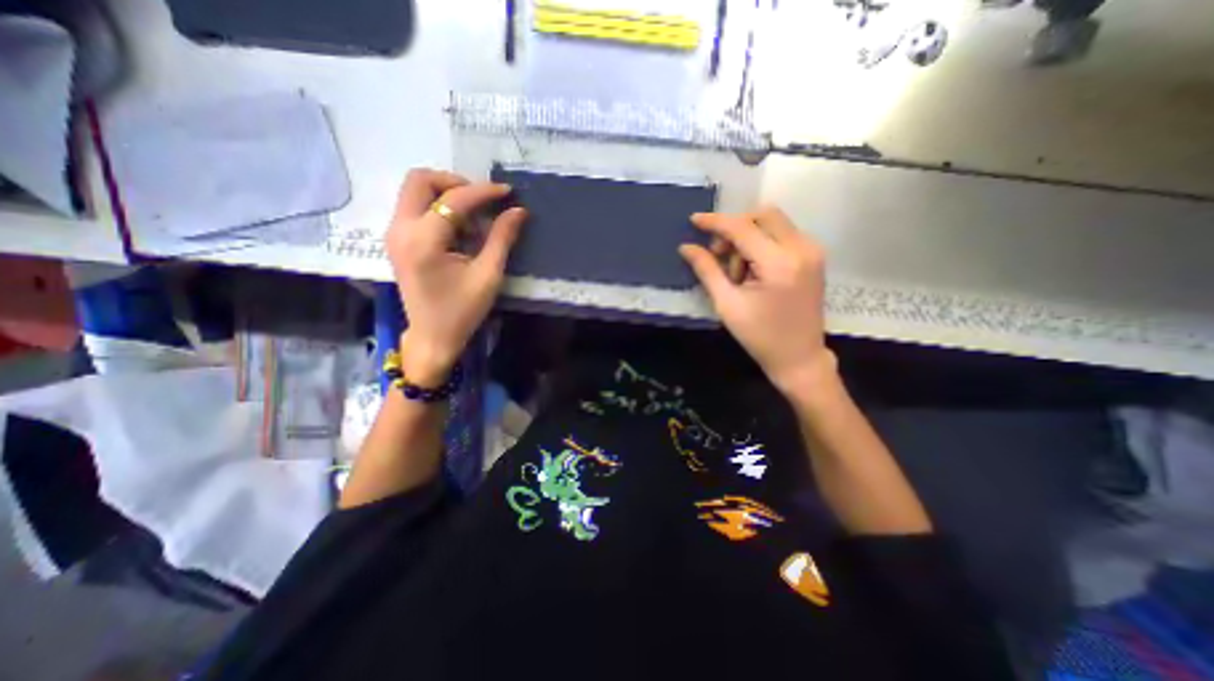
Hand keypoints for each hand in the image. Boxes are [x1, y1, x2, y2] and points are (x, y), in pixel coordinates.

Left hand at [384, 167, 525, 384]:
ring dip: (446, 194)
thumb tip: (518, 211)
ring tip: (474, 217)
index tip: (507, 192)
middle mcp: (400, 229)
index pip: (453, 199)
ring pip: (414, 191)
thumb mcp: (488, 275)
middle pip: (420, 180)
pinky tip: (460, 229)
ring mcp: (394, 234)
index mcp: (424, 241)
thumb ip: (502, 239)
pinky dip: (439, 208)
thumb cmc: (462, 311)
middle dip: (455, 182)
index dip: (484, 191)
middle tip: (482, 200)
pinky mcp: (397, 240)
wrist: (432, 337)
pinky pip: (415, 207)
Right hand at [678, 204, 839, 394]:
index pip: (742, 228)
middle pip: (763, 215)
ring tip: (739, 272)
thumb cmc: (759, 336)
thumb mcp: (727, 304)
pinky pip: (783, 234)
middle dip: (735, 228)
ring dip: (749, 237)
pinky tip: (753, 269)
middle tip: (720, 255)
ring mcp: (812, 251)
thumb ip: (707, 270)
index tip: (693, 220)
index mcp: (779, 264)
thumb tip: (686, 247)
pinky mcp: (814, 256)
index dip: (715, 222)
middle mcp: (802, 249)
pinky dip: (762, 243)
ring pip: (773, 222)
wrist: (799, 357)